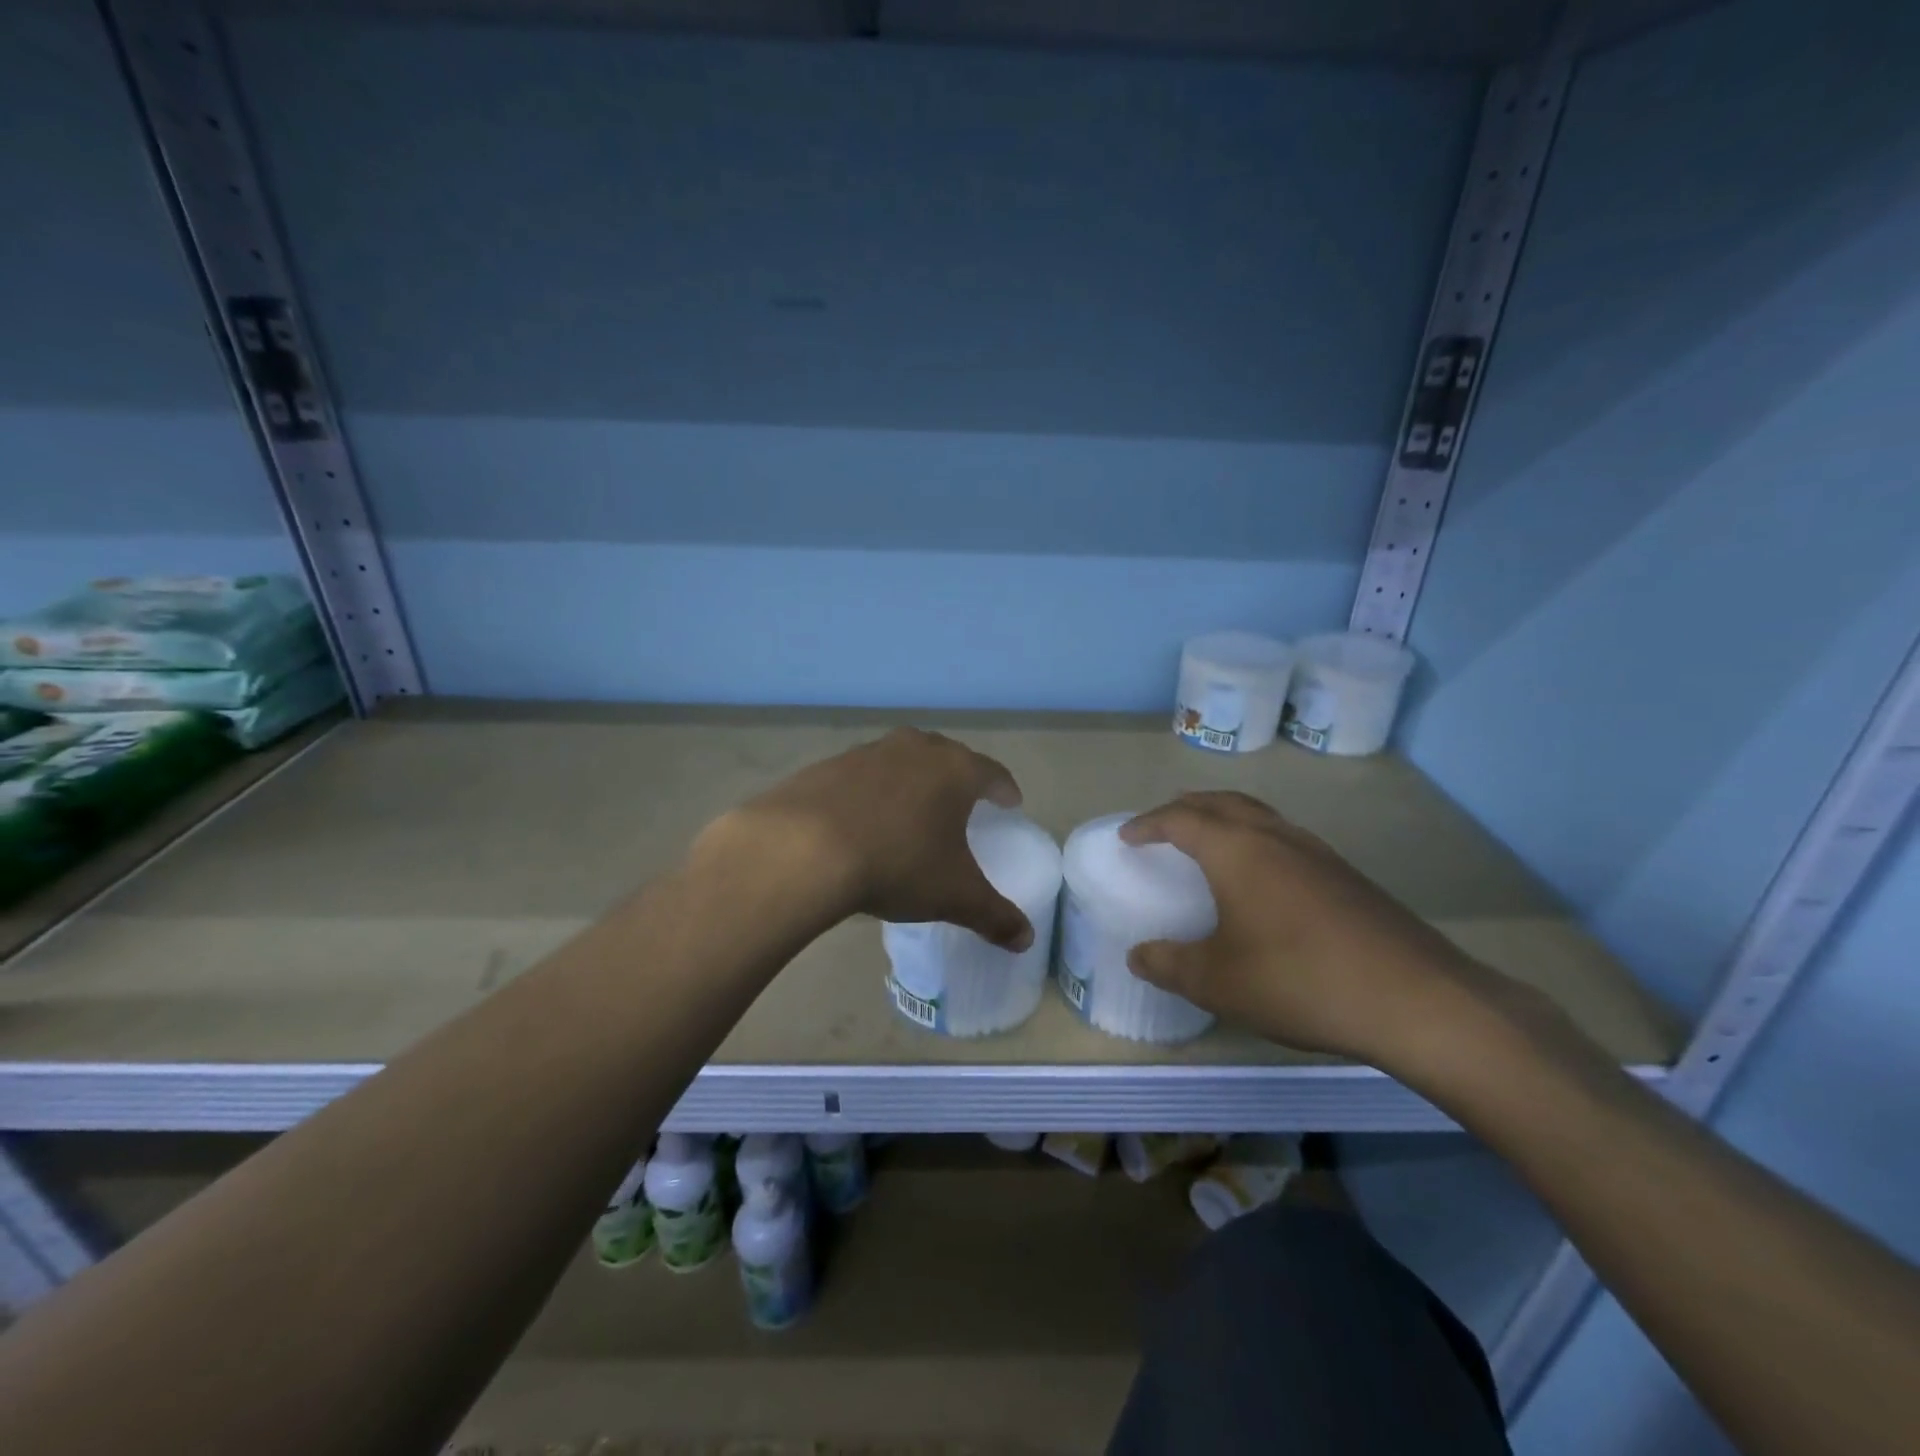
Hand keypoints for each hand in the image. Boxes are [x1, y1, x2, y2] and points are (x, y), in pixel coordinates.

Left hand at [704, 727, 1033, 951]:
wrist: (802, 849)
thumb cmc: (897, 864)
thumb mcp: (953, 896)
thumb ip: (994, 916)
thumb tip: (1027, 941)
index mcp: (954, 770)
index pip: (991, 773)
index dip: (1004, 789)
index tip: (1009, 803)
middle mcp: (914, 749)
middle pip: (946, 757)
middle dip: (958, 778)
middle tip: (962, 804)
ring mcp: (867, 753)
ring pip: (901, 761)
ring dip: (911, 781)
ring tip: (911, 811)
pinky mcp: (826, 766)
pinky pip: (861, 777)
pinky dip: (869, 793)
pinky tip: (861, 820)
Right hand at [1121, 791, 1502, 1065]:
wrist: (1417, 1000)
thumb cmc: (1299, 980)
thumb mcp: (1218, 982)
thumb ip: (1170, 964)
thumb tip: (1138, 955)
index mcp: (1236, 849)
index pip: (1180, 819)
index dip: (1148, 824)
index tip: (1127, 836)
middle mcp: (1275, 837)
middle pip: (1222, 802)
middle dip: (1187, 807)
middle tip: (1164, 824)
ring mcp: (1317, 852)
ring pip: (1260, 815)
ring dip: (1226, 819)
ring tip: (1209, 843)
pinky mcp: (1347, 875)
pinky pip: (1286, 838)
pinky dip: (1257, 840)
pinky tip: (1263, 879)